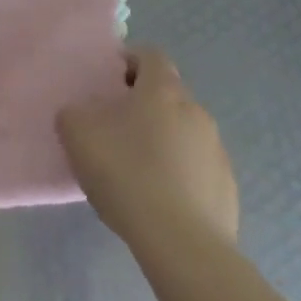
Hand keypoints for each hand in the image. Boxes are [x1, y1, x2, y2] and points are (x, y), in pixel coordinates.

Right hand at [56, 47, 238, 251]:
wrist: (182, 244)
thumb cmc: (128, 174)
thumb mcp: (78, 135)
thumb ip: (73, 113)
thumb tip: (79, 113)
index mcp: (163, 90)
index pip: (150, 56)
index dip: (129, 62)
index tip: (109, 82)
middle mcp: (196, 111)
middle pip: (168, 94)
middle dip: (145, 105)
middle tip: (116, 128)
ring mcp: (217, 151)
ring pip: (185, 132)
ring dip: (164, 140)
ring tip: (137, 170)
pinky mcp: (227, 189)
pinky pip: (199, 169)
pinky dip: (181, 175)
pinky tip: (160, 201)